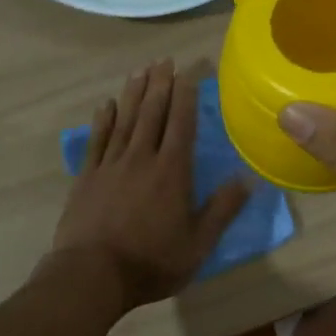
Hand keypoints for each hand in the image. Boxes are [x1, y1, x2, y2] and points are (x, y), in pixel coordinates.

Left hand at [50, 58, 251, 312]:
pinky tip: (107, 104)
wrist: (92, 275)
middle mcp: (142, 158)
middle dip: (160, 85)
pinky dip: (104, 119)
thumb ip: (223, 209)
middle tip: (164, 60)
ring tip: (140, 70)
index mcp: (172, 171)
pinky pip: (97, 140)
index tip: (187, 72)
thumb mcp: (198, 243)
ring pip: (125, 120)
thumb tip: (248, 177)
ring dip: (134, 93)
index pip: (181, 123)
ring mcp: (111, 165)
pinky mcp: (87, 177)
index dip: (185, 95)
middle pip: (152, 113)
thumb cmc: (152, 261)